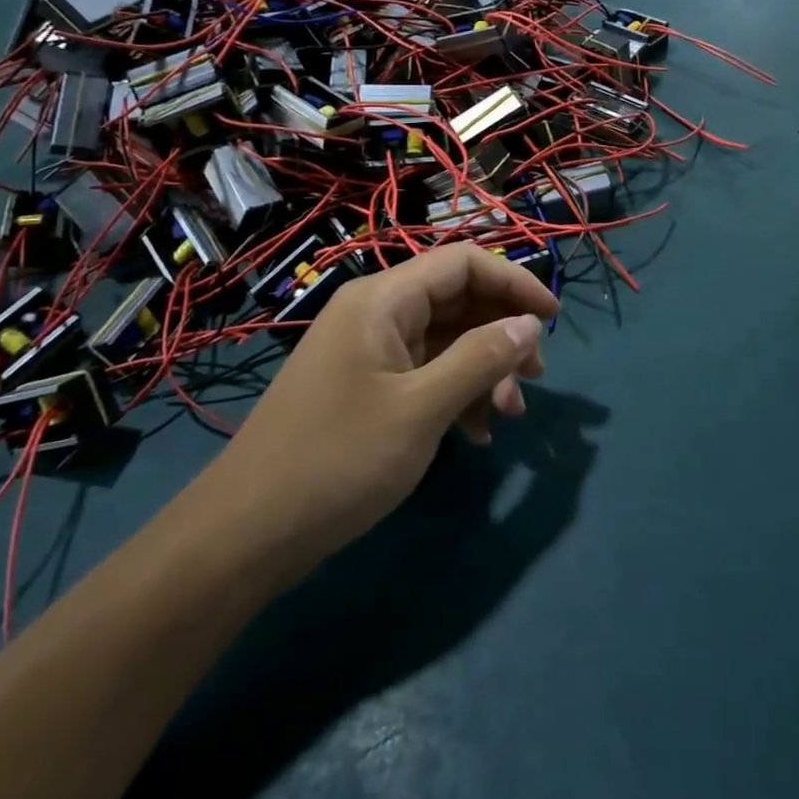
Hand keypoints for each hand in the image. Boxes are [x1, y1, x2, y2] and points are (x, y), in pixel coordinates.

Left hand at [197, 244, 557, 563]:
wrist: (246, 535)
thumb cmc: (337, 460)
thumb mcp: (421, 409)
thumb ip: (481, 359)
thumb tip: (529, 325)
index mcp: (383, 300)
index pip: (463, 263)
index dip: (514, 281)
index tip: (552, 318)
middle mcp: (377, 314)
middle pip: (457, 300)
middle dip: (502, 333)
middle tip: (535, 377)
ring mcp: (370, 352)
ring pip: (446, 340)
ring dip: (484, 370)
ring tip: (509, 415)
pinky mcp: (367, 387)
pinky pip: (426, 373)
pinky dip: (457, 394)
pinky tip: (476, 434)